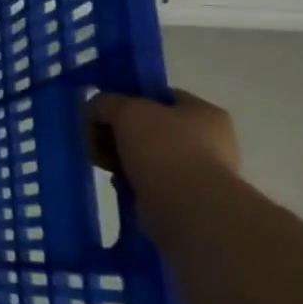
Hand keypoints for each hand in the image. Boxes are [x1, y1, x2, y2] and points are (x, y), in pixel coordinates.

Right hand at [87, 89, 240, 192]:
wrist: (186, 206)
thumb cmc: (163, 148)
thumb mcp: (126, 110)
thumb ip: (105, 102)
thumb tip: (94, 108)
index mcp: (204, 112)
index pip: (160, 97)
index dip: (128, 99)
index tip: (102, 111)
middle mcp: (208, 139)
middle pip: (149, 127)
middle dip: (117, 132)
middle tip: (96, 139)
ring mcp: (198, 170)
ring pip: (145, 155)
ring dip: (120, 157)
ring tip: (103, 163)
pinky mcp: (184, 197)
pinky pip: (147, 180)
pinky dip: (129, 179)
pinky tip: (118, 182)